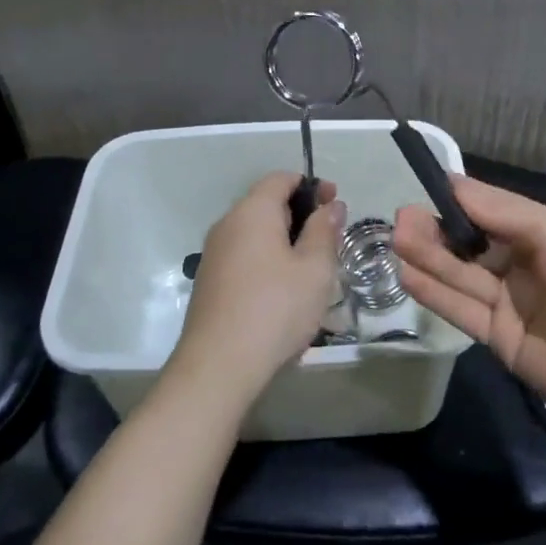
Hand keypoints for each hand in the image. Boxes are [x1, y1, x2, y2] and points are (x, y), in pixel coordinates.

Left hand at [167, 173, 346, 413]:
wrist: (218, 366)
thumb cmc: (275, 309)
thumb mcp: (315, 269)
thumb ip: (324, 230)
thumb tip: (330, 205)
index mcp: (253, 211)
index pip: (281, 178)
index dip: (312, 186)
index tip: (336, 205)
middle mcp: (228, 224)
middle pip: (267, 203)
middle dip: (301, 214)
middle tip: (330, 240)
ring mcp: (214, 253)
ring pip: (255, 232)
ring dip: (285, 240)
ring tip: (311, 269)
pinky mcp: (210, 280)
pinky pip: (244, 255)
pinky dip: (267, 259)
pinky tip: (283, 291)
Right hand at [393, 176, 545, 445]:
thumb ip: (499, 210)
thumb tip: (451, 182)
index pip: (492, 211)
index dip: (458, 201)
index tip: (422, 190)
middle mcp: (526, 265)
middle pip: (472, 244)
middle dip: (437, 230)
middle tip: (400, 219)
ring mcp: (513, 305)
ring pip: (462, 275)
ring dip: (429, 257)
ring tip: (395, 239)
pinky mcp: (501, 340)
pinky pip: (463, 310)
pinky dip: (435, 292)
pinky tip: (406, 273)